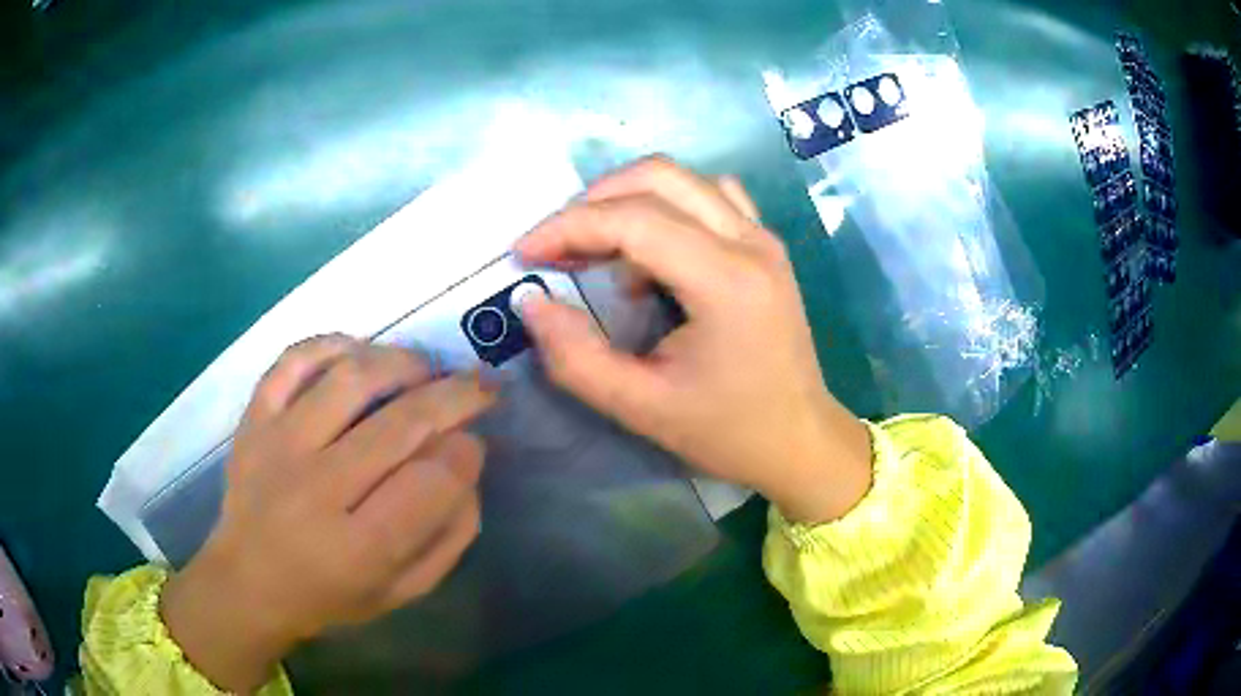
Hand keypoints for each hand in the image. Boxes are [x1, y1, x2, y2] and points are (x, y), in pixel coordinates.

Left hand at [161, 336, 495, 693]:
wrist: (247, 581)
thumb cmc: (330, 594)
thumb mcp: (402, 591)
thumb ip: (447, 538)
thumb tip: (467, 468)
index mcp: (359, 548)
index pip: (432, 482)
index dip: (466, 455)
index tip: (474, 447)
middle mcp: (317, 490)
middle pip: (401, 422)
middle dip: (457, 396)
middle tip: (482, 386)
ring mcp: (279, 445)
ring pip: (353, 378)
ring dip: (404, 362)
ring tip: (426, 369)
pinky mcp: (254, 418)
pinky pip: (294, 360)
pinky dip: (333, 344)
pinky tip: (361, 353)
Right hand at [515, 156, 871, 524]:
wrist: (800, 440)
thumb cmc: (727, 431)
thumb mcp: (640, 408)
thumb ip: (576, 357)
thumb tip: (532, 303)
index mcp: (725, 281)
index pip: (633, 219)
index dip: (568, 226)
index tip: (525, 251)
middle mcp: (750, 243)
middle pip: (658, 177)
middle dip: (594, 201)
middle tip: (558, 246)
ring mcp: (763, 238)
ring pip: (685, 179)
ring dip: (630, 198)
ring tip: (600, 248)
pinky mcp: (766, 245)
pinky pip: (711, 195)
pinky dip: (668, 206)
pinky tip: (654, 250)